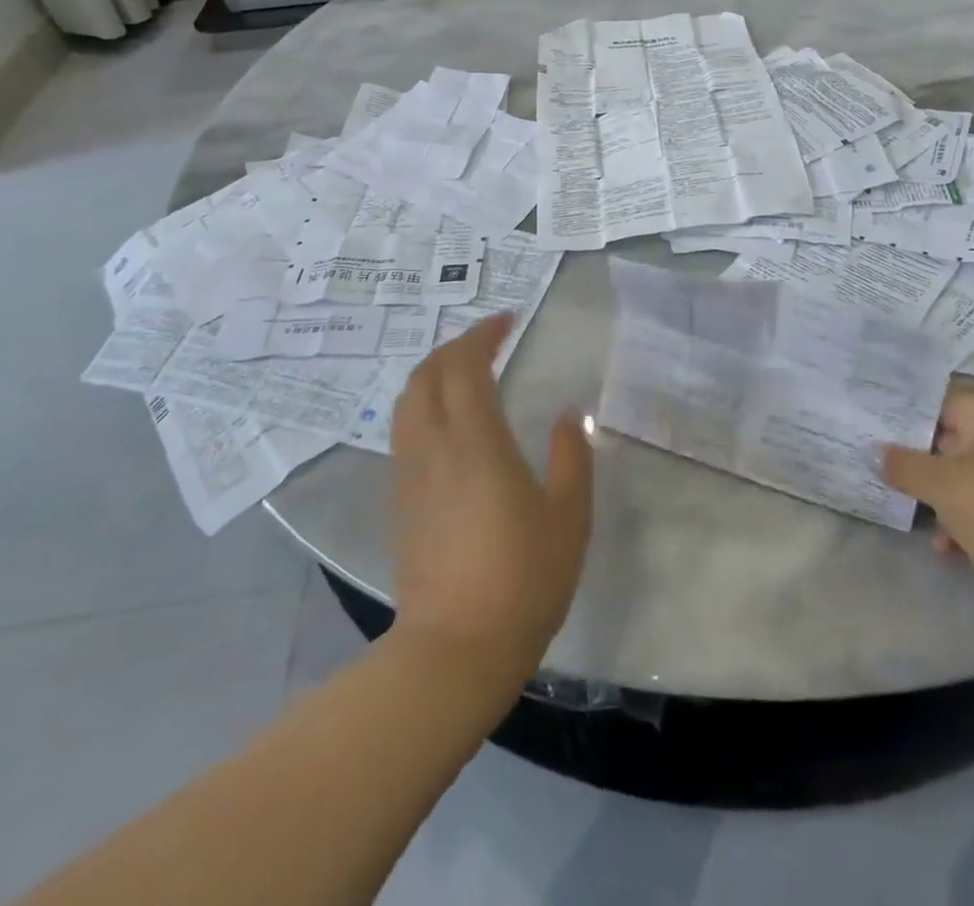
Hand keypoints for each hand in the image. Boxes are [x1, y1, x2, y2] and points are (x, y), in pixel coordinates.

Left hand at [390, 315, 593, 683]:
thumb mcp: (568, 515)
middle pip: (427, 375)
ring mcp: (410, 475)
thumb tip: (569, 415)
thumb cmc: (523, 579)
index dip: (482, 335)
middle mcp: (434, 448)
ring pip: (407, 402)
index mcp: (476, 442)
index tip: (507, 322)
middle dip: (454, 347)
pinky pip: (405, 431)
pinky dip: (423, 405)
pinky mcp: (400, 502)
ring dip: (433, 373)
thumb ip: (572, 456)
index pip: (466, 367)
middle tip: (487, 341)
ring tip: (464, 373)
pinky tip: (448, 423)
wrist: (455, 651)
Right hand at [883, 386, 973, 617]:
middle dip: (924, 466)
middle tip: (891, 482)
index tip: (876, 441)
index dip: (905, 422)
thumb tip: (877, 452)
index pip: (938, 402)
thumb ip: (903, 466)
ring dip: (946, 498)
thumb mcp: (944, 489)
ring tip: (925, 525)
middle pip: (955, 438)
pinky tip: (953, 548)